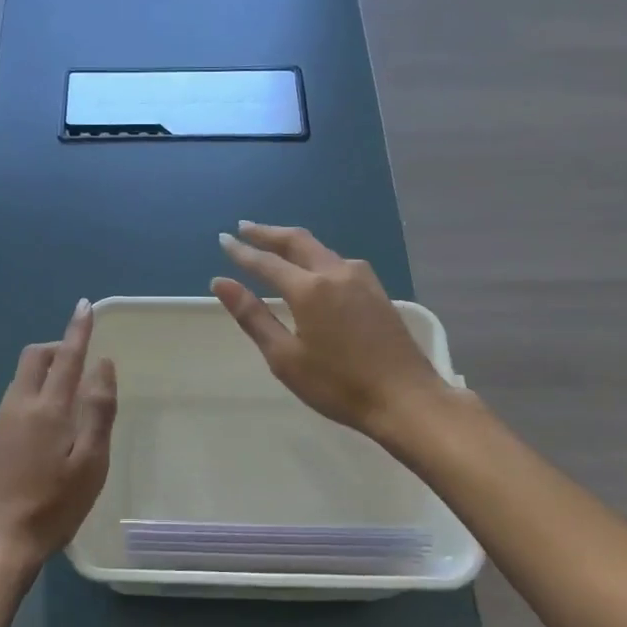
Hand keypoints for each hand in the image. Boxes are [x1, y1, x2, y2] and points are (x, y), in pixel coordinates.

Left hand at [0, 299, 117, 580]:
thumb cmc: (52, 508)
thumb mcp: (90, 463)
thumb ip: (98, 411)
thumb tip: (103, 366)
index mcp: (48, 409)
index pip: (67, 357)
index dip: (78, 330)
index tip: (84, 306)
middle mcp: (17, 408)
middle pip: (33, 359)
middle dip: (55, 349)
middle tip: (77, 363)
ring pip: (19, 384)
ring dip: (41, 377)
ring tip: (64, 405)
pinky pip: (9, 409)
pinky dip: (28, 405)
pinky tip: (38, 441)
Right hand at [212, 222, 453, 448]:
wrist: (406, 399)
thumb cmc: (338, 385)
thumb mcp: (285, 357)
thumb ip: (252, 316)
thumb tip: (221, 282)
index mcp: (310, 289)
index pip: (266, 262)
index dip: (242, 252)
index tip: (223, 240)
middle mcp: (336, 272)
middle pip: (297, 241)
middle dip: (268, 233)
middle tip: (243, 227)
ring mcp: (361, 279)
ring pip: (320, 249)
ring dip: (293, 242)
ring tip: (273, 243)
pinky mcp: (377, 291)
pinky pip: (338, 261)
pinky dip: (315, 255)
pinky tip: (312, 267)